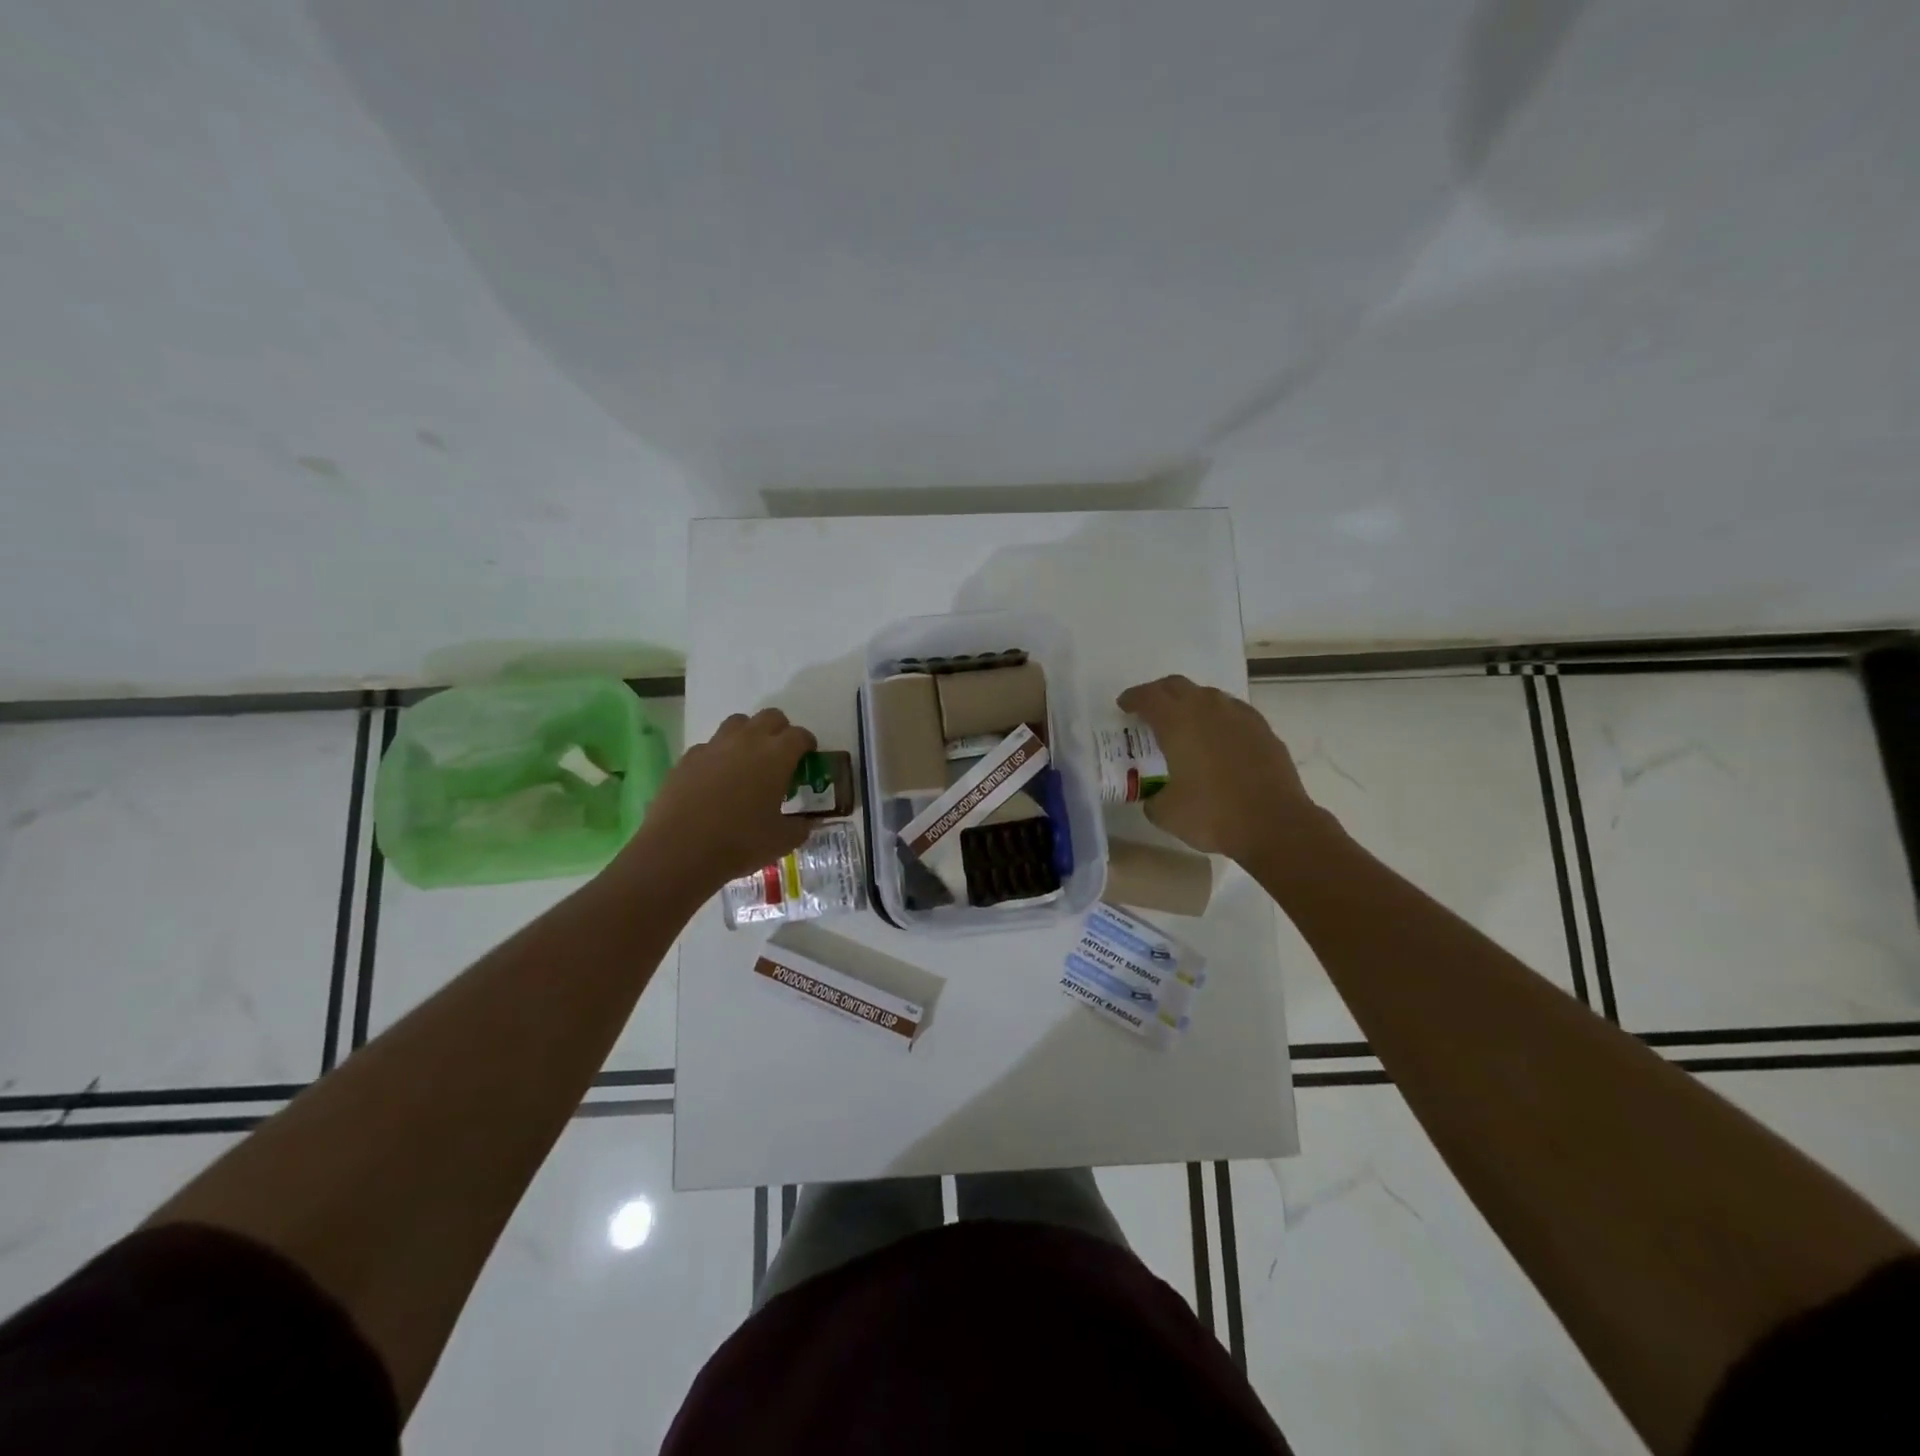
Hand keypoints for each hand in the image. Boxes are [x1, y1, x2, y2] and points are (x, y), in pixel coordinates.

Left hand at [619, 708, 816, 892]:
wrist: (679, 850)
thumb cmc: (740, 842)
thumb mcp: (782, 841)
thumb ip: (800, 827)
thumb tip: (806, 823)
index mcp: (777, 756)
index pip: (800, 735)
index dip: (807, 744)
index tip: (808, 758)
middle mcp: (747, 741)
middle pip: (770, 717)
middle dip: (780, 731)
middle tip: (781, 756)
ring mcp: (714, 746)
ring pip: (738, 723)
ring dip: (749, 734)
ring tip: (748, 761)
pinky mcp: (688, 758)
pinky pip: (710, 745)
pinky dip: (719, 755)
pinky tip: (717, 779)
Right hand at [1116, 675, 1333, 865]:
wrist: (1275, 824)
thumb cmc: (1212, 814)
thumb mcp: (1166, 813)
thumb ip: (1153, 798)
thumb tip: (1156, 797)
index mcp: (1177, 721)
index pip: (1148, 697)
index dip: (1132, 698)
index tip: (1123, 706)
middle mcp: (1207, 708)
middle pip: (1177, 686)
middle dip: (1159, 693)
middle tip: (1148, 710)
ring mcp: (1240, 716)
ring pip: (1208, 696)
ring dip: (1191, 703)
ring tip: (1183, 724)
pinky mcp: (1263, 730)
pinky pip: (1233, 712)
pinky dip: (1218, 718)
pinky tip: (1217, 738)